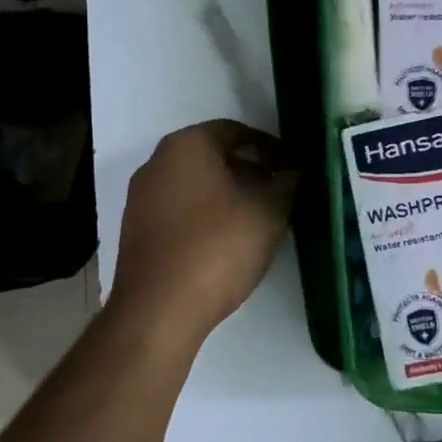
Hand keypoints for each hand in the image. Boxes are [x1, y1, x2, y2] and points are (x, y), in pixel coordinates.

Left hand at [108, 120, 298, 342]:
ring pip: (197, 186)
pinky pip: (181, 211)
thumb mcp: (268, 211)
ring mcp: (142, 199)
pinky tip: (230, 242)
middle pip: (214, 157)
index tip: (294, 168)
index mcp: (186, 145)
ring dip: (231, 196)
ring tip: (262, 220)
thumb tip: (303, 169)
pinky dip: (208, 217)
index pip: (236, 131)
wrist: (159, 310)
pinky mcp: (138, 232)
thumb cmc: (217, 246)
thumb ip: (289, 183)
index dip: (271, 148)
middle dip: (251, 172)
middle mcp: (157, 163)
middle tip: (282, 194)